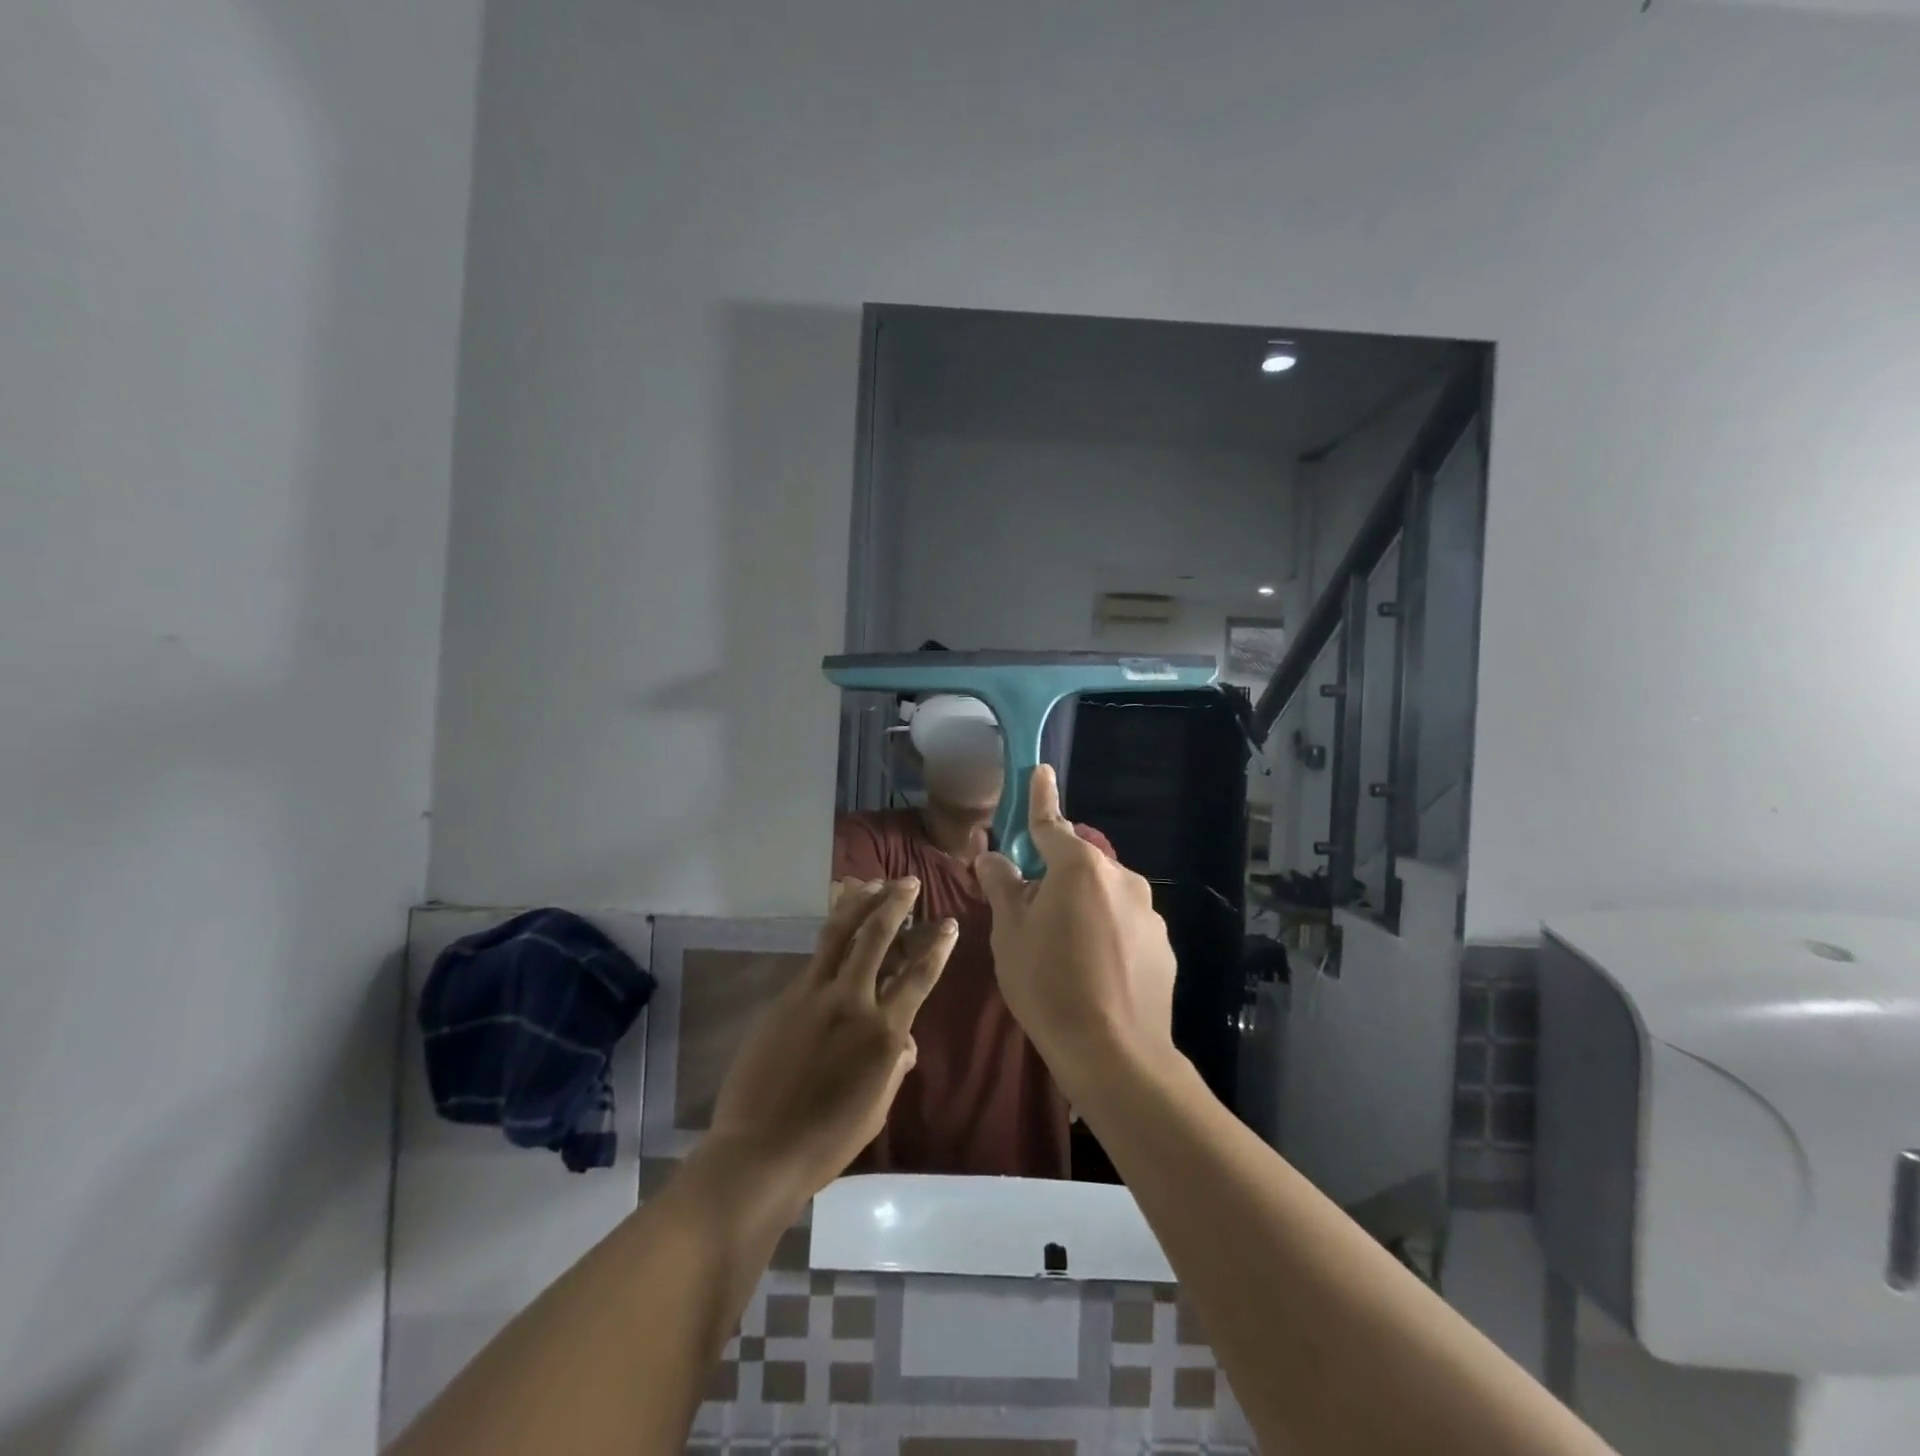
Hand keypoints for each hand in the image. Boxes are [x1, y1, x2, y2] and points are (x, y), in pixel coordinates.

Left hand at [705, 878, 954, 1202]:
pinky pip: (814, 958)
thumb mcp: (877, 1107)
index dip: (937, 947)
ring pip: (838, 933)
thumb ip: (895, 1065)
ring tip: (871, 882)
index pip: (918, 976)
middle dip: (895, 904)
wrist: (759, 1152)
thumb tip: (904, 1042)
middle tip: (908, 882)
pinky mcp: (784, 998)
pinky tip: (837, 927)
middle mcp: (851, 1001)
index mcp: (883, 1032)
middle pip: (876, 937)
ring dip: (858, 903)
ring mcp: (813, 995)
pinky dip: (831, 935)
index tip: (949, 923)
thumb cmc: (827, 1140)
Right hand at [974, 766, 1177, 1091]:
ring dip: (1083, 906)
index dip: (1040, 797)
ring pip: (1104, 895)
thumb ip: (1002, 887)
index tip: (1040, 770)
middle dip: (1056, 875)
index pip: (1052, 823)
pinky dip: (1108, 932)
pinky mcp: (1163, 944)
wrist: (1115, 1054)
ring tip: (1065, 952)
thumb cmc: (1049, 986)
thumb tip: (992, 857)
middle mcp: (1121, 878)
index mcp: (1079, 868)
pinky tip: (1096, 972)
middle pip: (1079, 863)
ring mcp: (1148, 911)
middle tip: (1032, 912)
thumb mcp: (1011, 935)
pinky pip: (1126, 924)